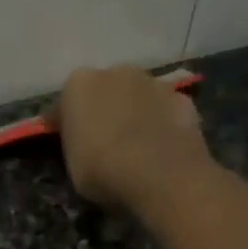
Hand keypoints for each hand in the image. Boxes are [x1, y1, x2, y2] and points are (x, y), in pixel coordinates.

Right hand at [47, 65, 210, 210]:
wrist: (162, 177)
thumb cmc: (104, 172)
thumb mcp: (72, 165)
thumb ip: (75, 143)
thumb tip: (82, 139)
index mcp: (78, 85)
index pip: (64, 104)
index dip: (66, 125)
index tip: (68, 144)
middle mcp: (115, 72)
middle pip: (104, 91)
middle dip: (103, 110)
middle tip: (104, 142)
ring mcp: (153, 81)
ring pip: (137, 96)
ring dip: (134, 113)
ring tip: (136, 146)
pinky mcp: (182, 98)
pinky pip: (164, 110)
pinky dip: (161, 123)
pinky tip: (161, 148)